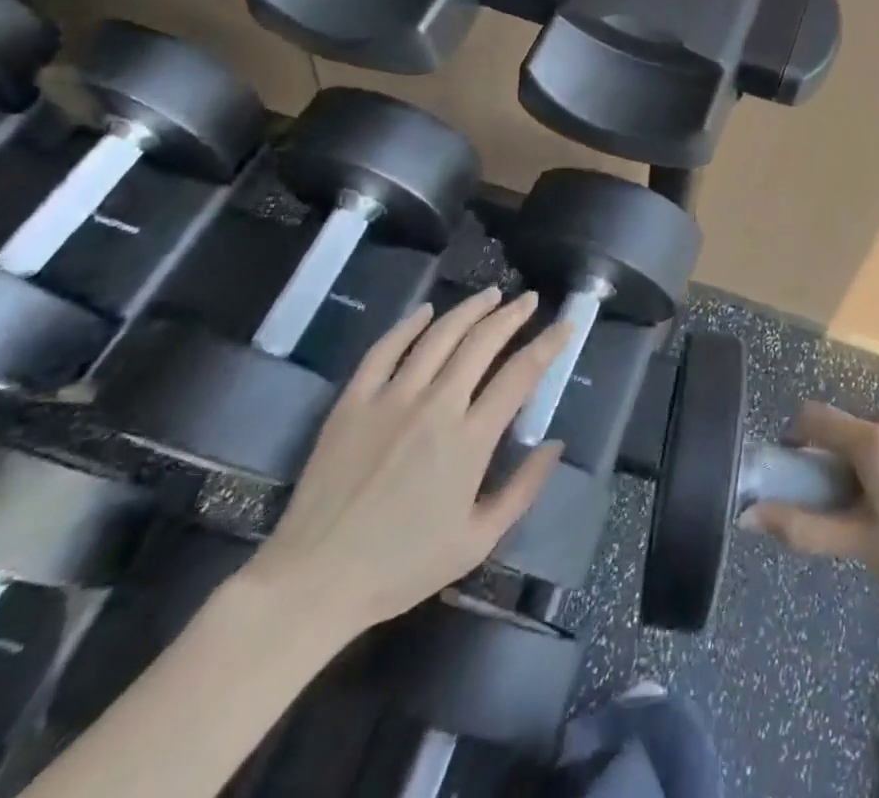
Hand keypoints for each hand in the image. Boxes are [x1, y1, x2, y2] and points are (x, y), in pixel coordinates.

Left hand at [243, 288, 570, 639]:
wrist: (312, 583)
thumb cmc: (401, 567)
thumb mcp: (477, 541)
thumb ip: (523, 490)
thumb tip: (555, 444)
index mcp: (470, 440)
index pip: (520, 375)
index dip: (548, 344)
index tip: (566, 325)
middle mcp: (435, 407)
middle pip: (481, 343)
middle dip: (511, 315)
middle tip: (529, 300)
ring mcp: (390, 399)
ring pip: (438, 336)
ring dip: (469, 310)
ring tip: (490, 295)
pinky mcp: (353, 403)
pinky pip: (384, 350)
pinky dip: (408, 325)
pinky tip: (425, 312)